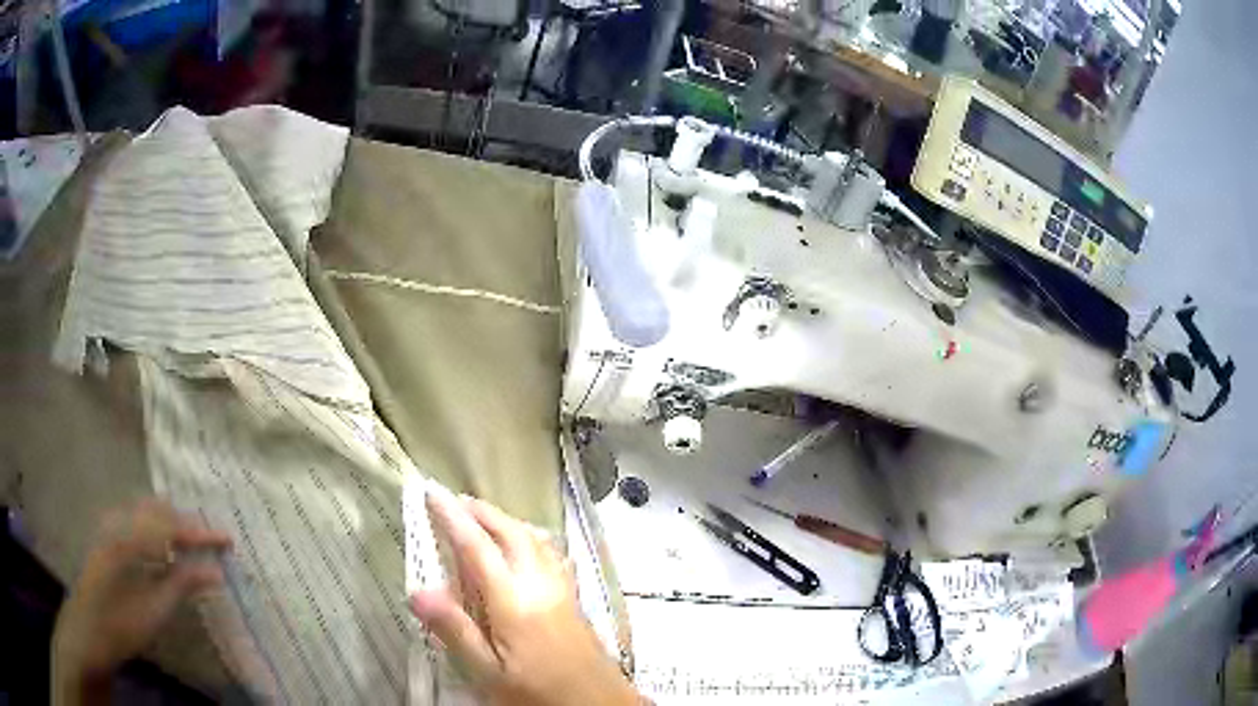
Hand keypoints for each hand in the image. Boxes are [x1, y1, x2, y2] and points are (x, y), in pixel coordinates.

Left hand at [52, 499, 231, 702]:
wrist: (91, 627)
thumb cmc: (124, 622)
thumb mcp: (156, 609)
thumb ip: (183, 583)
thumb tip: (215, 572)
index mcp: (132, 536)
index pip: (173, 526)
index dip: (202, 534)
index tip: (228, 539)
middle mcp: (120, 521)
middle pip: (158, 510)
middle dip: (185, 523)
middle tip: (209, 540)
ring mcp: (111, 526)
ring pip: (145, 512)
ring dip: (169, 523)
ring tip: (189, 541)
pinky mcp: (107, 536)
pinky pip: (135, 521)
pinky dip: (154, 528)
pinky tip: (161, 547)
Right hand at [411, 491, 640, 705]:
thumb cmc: (538, 695)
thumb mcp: (489, 674)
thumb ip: (455, 631)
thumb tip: (417, 590)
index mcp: (513, 601)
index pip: (477, 547)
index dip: (452, 517)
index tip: (431, 492)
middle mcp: (541, 585)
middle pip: (511, 533)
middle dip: (482, 512)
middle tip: (455, 501)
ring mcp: (563, 591)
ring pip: (535, 539)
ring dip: (507, 521)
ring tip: (485, 518)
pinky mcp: (576, 601)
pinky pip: (552, 554)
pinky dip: (532, 538)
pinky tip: (528, 547)